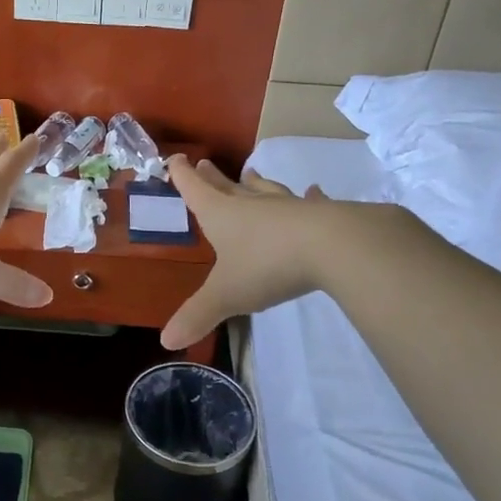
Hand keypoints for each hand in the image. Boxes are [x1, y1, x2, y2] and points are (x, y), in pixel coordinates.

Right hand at [160, 158, 330, 349]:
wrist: (334, 245)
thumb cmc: (268, 265)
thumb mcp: (227, 294)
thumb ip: (198, 315)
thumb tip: (166, 341)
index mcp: (222, 215)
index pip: (195, 190)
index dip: (182, 176)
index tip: (174, 159)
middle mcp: (252, 205)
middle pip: (227, 186)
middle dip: (213, 177)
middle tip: (205, 163)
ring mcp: (288, 207)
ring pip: (266, 191)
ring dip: (256, 183)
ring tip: (250, 174)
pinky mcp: (321, 214)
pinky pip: (311, 202)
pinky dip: (310, 197)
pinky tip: (314, 192)